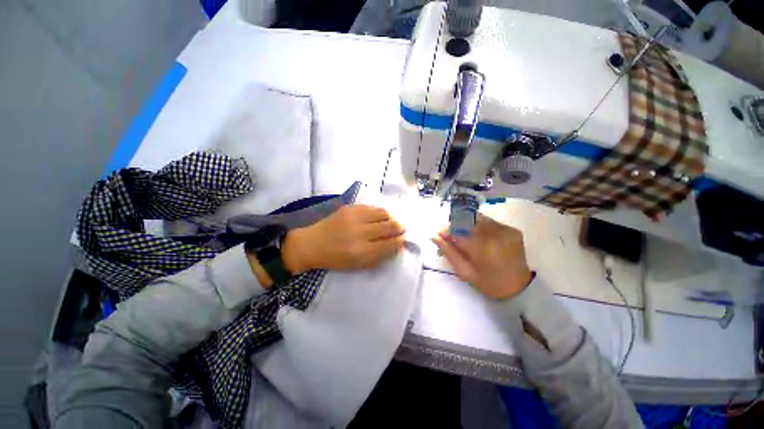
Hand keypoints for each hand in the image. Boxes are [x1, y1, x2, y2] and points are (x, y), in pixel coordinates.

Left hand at [282, 204, 405, 271]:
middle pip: (390, 226)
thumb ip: (379, 256)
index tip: (403, 240)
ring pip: (384, 213)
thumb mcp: (358, 265)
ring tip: (390, 222)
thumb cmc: (336, 258)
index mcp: (362, 252)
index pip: (390, 244)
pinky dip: (379, 213)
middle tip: (401, 229)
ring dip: (391, 218)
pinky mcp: (350, 207)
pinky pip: (373, 207)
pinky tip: (378, 217)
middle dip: (400, 228)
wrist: (312, 244)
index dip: (400, 241)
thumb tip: (397, 245)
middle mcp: (360, 233)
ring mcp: (355, 217)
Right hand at [432, 214, 531, 299]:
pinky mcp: (512, 229)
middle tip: (452, 235)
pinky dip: (480, 226)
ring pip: (478, 218)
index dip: (446, 230)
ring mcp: (505, 230)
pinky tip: (480, 236)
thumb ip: (449, 252)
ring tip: (466, 235)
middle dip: (456, 225)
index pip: (457, 230)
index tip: (441, 234)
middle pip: (467, 220)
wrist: (519, 287)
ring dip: (468, 224)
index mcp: (482, 248)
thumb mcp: (465, 272)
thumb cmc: (489, 283)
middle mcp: (494, 234)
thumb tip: (434, 236)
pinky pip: (490, 221)